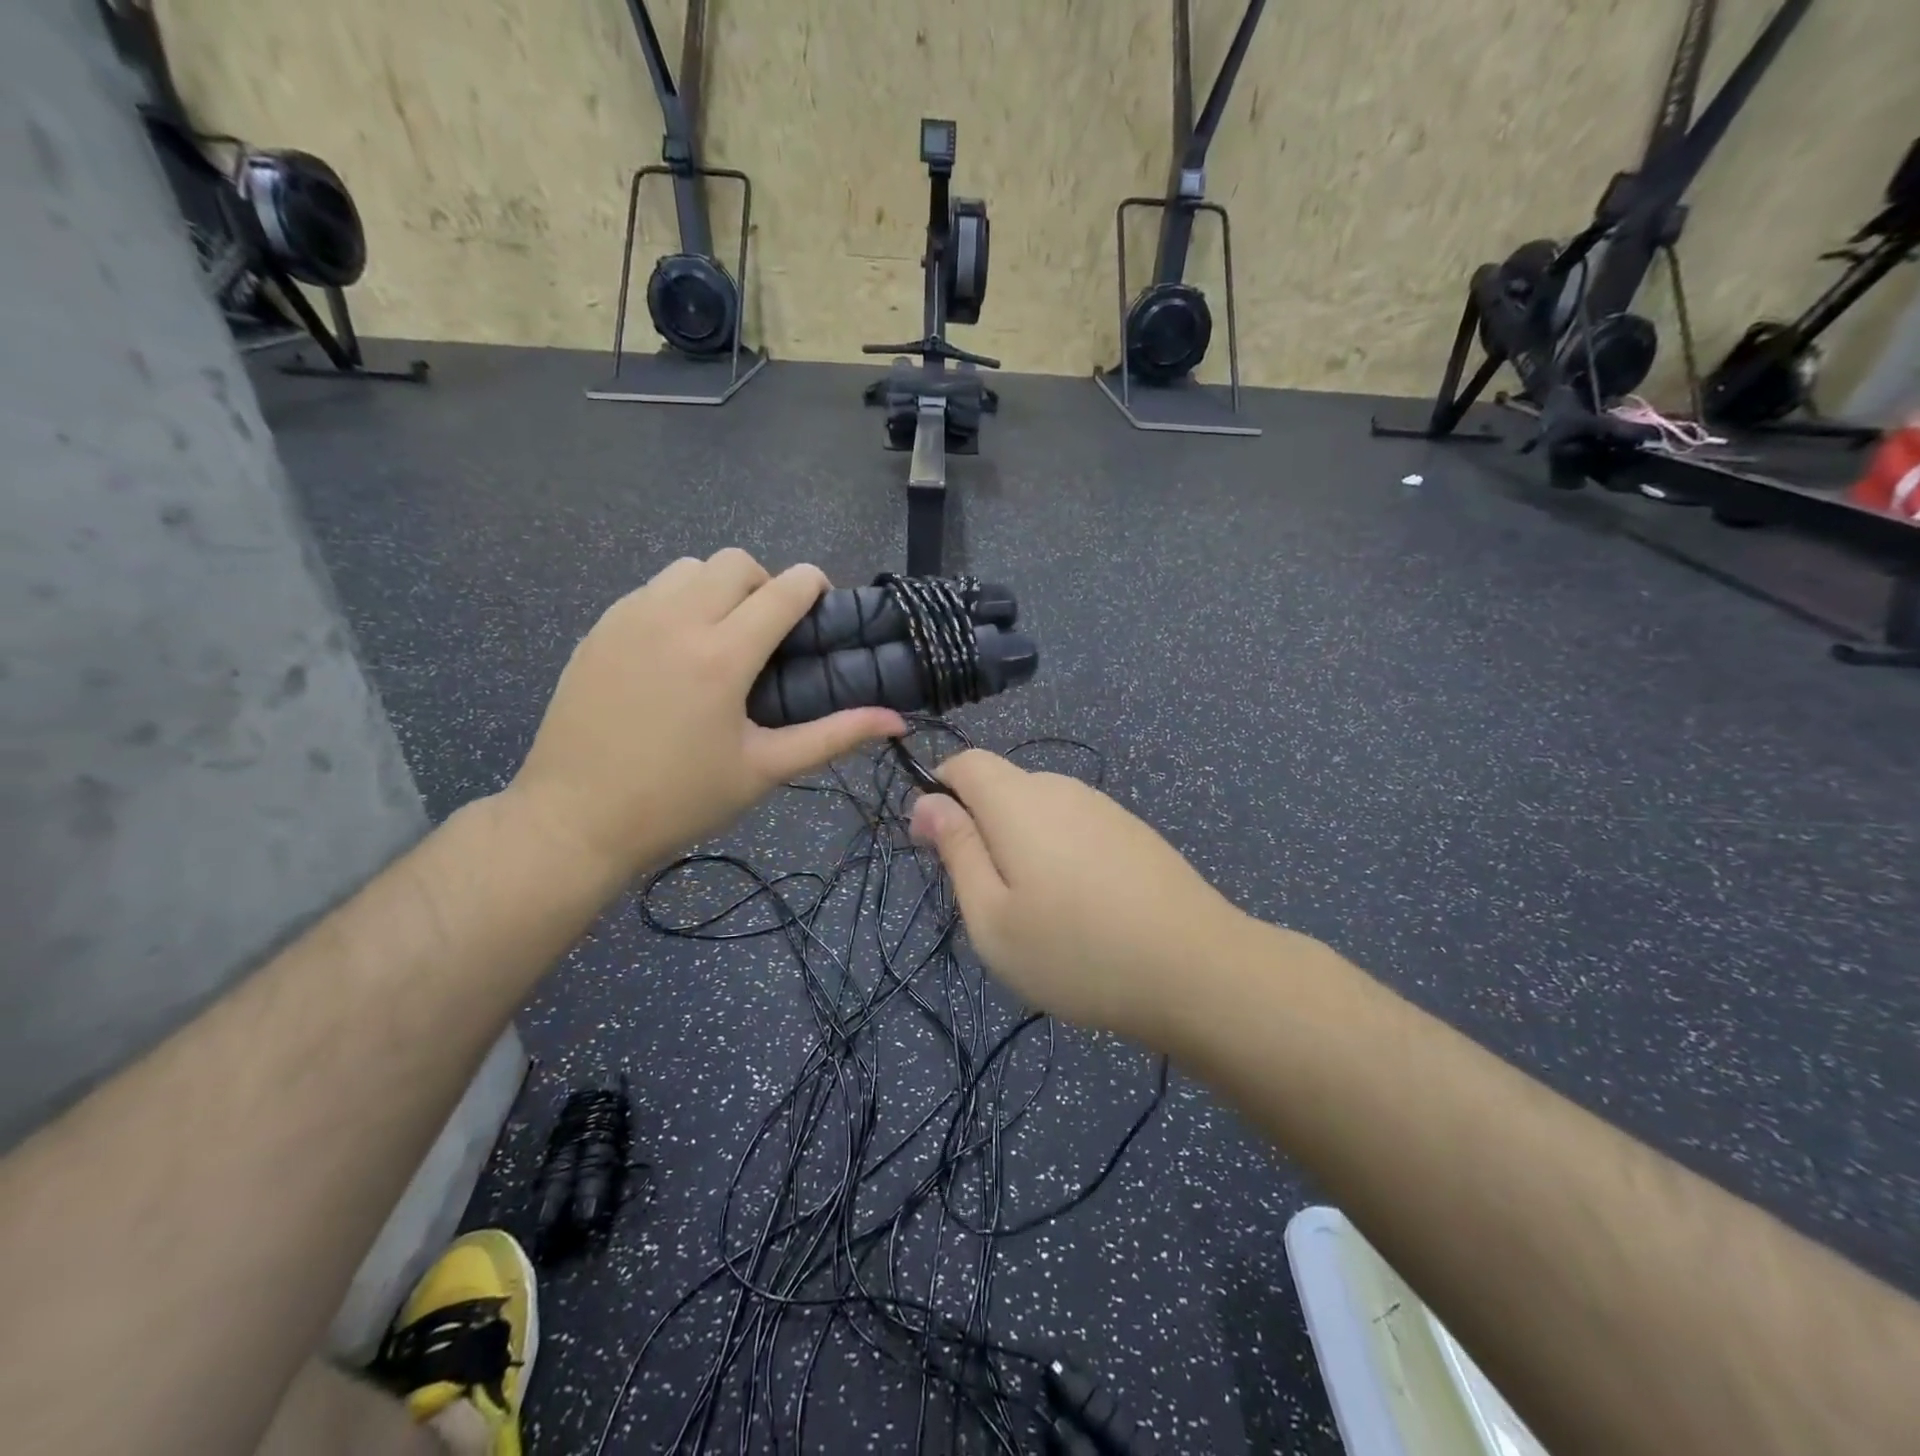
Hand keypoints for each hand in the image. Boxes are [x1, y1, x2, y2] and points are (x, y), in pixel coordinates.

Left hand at [508, 550, 903, 880]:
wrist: (575, 819)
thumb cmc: (679, 800)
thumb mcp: (764, 770)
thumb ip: (833, 736)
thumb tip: (896, 721)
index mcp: (722, 655)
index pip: (783, 589)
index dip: (813, 585)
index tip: (821, 605)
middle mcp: (676, 619)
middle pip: (735, 563)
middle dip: (765, 584)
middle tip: (769, 633)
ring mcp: (629, 618)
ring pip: (688, 568)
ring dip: (718, 588)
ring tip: (721, 637)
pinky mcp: (598, 629)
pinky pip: (650, 590)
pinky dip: (676, 601)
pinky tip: (675, 652)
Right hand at [909, 750, 1252, 1046]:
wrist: (1197, 970)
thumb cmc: (1076, 951)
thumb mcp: (992, 917)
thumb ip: (956, 851)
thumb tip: (926, 801)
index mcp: (1018, 801)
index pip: (965, 762)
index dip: (940, 792)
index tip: (937, 847)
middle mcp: (1061, 788)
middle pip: (1003, 787)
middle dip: (981, 828)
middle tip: (991, 900)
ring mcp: (1104, 808)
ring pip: (1041, 811)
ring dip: (1023, 846)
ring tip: (1041, 914)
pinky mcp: (1133, 831)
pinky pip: (1076, 828)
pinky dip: (1061, 855)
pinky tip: (1085, 909)